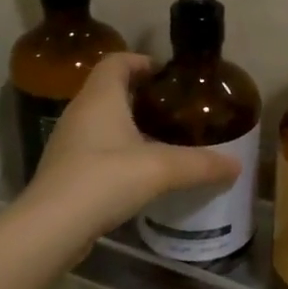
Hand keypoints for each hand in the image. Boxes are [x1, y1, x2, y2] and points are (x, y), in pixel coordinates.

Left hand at [21, 53, 235, 242]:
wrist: (51, 227)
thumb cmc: (104, 179)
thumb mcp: (160, 169)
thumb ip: (200, 165)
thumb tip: (236, 166)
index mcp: (100, 98)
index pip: (116, 61)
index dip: (140, 61)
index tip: (166, 73)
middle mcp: (80, 112)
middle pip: (109, 89)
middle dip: (139, 94)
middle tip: (171, 108)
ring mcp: (68, 143)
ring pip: (101, 121)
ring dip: (127, 124)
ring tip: (160, 139)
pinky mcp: (65, 171)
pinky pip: (95, 149)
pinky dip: (116, 151)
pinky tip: (138, 172)